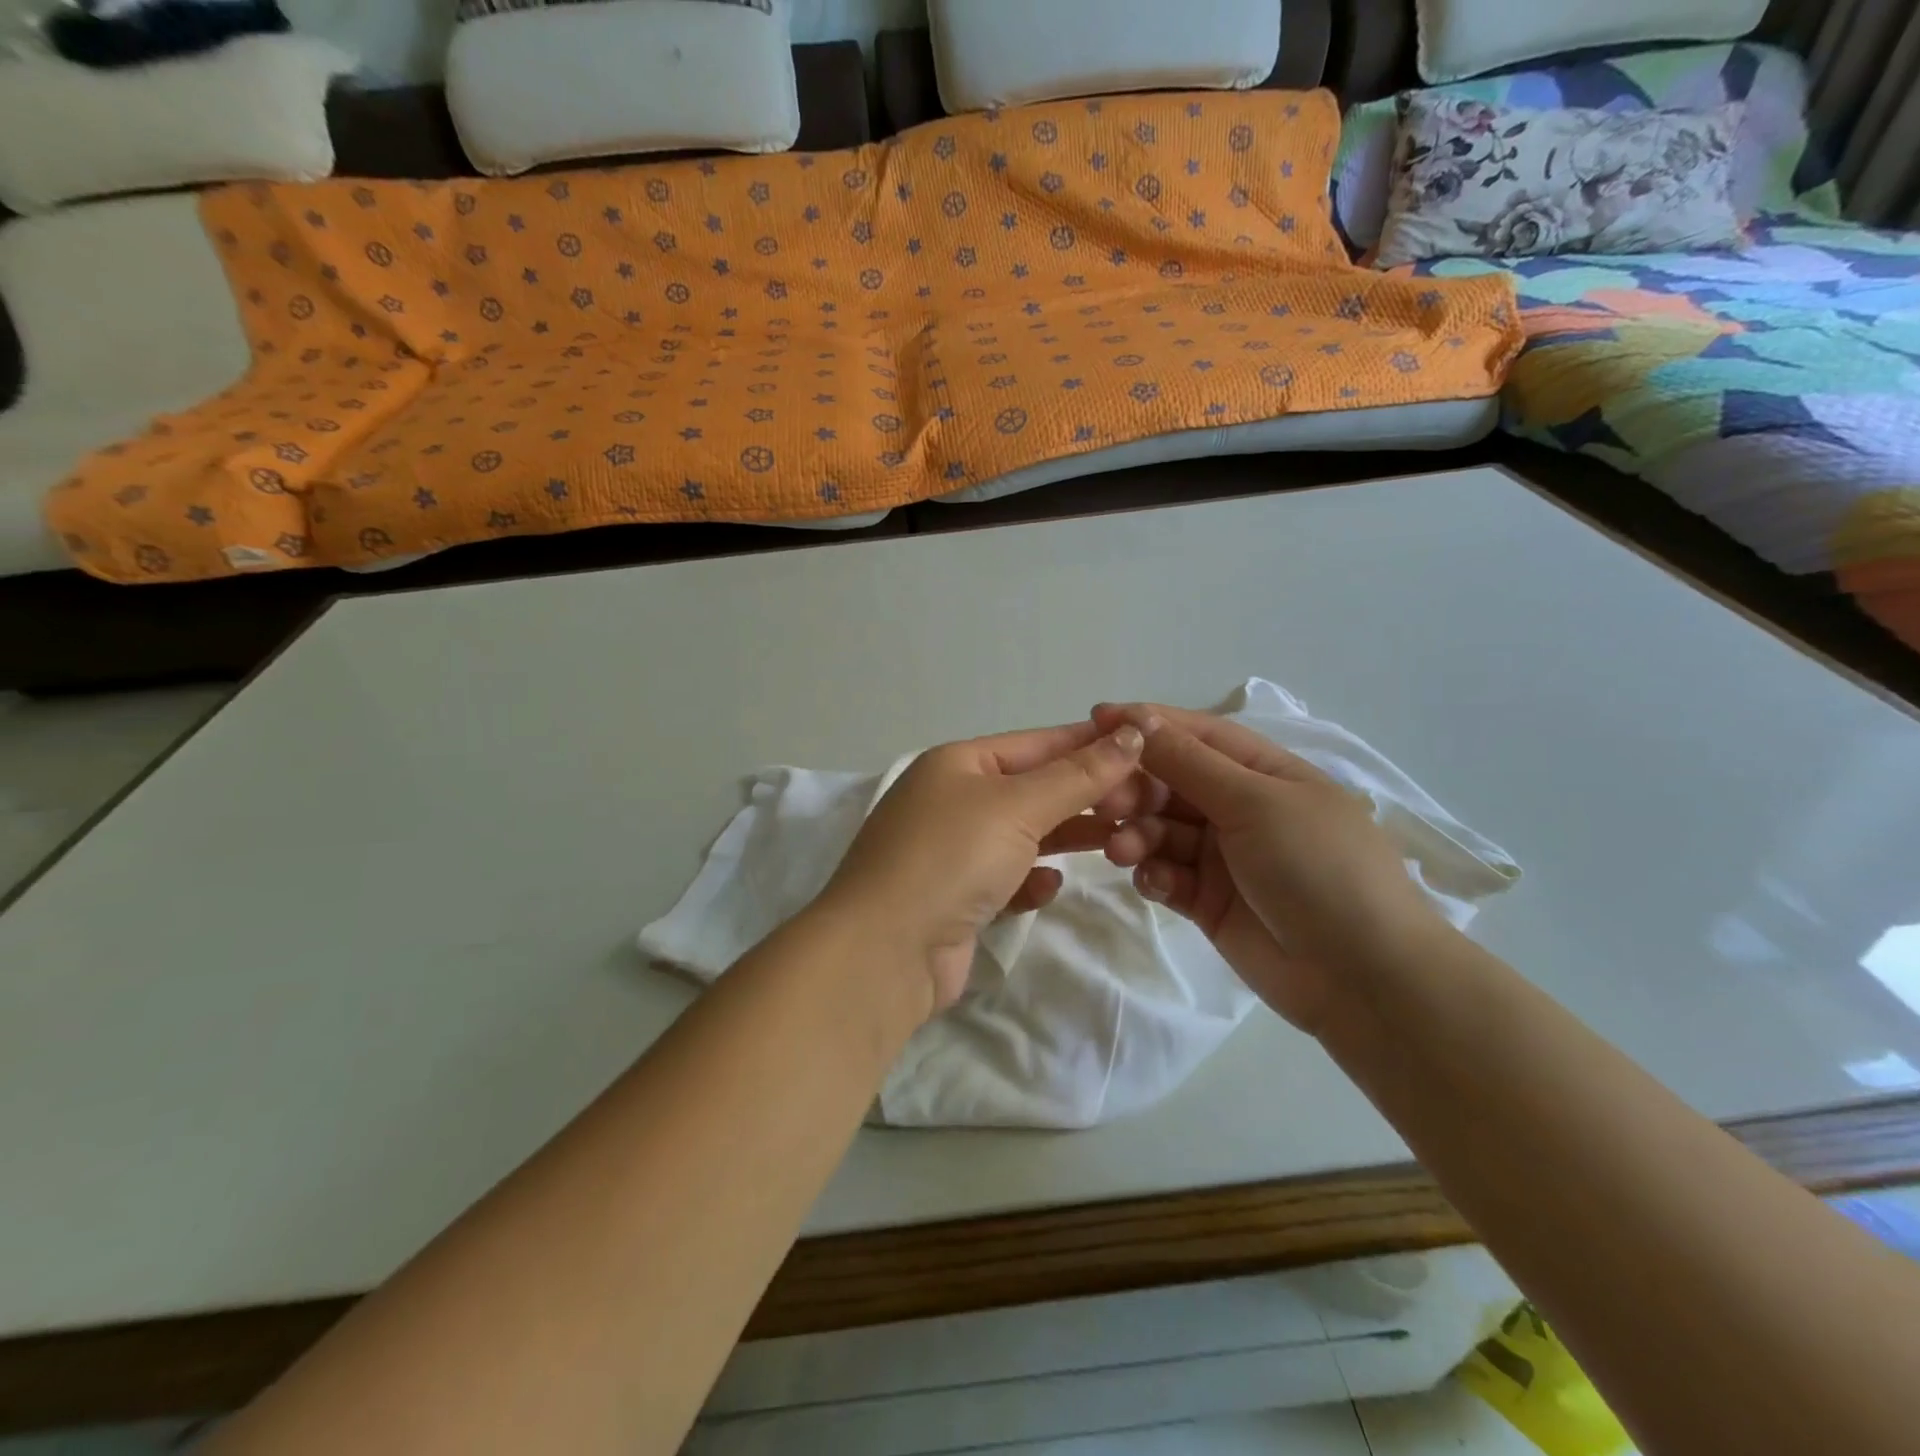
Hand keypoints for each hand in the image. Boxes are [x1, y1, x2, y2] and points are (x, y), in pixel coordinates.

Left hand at [819, 721, 1147, 1018]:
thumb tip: (1132, 734)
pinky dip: (1030, 880)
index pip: (1039, 743)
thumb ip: (1078, 775)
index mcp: (959, 763)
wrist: (884, 952)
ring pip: (1023, 835)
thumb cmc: (951, 858)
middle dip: (1085, 796)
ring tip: (1118, 842)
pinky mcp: (955, 899)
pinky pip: (1006, 879)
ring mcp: (950, 852)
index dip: (1092, 744)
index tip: (1148, 747)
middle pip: (1034, 789)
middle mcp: (952, 800)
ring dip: (1066, 838)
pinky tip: (1049, 889)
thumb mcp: (1018, 806)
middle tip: (1143, 805)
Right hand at [1069, 705, 1448, 1034]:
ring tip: (1122, 852)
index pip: (1196, 735)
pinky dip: (1154, 875)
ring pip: (1162, 831)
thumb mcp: (1255, 802)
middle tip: (1105, 803)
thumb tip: (1138, 718)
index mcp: (1263, 773)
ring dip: (1138, 834)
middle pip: (1172, 783)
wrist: (1364, 977)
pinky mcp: (1210, 901)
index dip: (1147, 724)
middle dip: (1136, 788)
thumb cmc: (1317, 867)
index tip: (1094, 719)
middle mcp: (1241, 808)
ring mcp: (1224, 857)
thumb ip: (1189, 763)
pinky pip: (1167, 875)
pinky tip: (1155, 884)